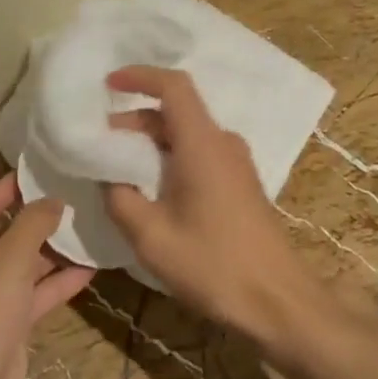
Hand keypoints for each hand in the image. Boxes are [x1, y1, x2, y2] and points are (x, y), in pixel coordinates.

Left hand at [0, 172, 93, 378]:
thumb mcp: (8, 258)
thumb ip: (33, 224)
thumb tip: (54, 199)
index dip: (9, 188)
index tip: (39, 169)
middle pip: (1, 236)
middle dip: (35, 220)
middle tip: (70, 195)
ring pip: (21, 266)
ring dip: (51, 251)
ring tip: (85, 225)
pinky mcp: (6, 323)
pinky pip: (33, 294)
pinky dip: (57, 282)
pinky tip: (90, 266)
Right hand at [99, 66, 319, 359]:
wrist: (278, 302)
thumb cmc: (213, 265)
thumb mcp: (151, 236)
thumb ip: (120, 198)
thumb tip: (107, 177)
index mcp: (202, 144)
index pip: (174, 86)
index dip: (140, 76)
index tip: (108, 83)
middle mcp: (223, 143)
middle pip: (176, 112)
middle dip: (134, 119)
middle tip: (99, 142)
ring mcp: (236, 164)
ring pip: (186, 135)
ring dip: (150, 142)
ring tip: (116, 168)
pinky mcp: (240, 184)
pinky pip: (198, 154)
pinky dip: (169, 158)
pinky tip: (149, 188)